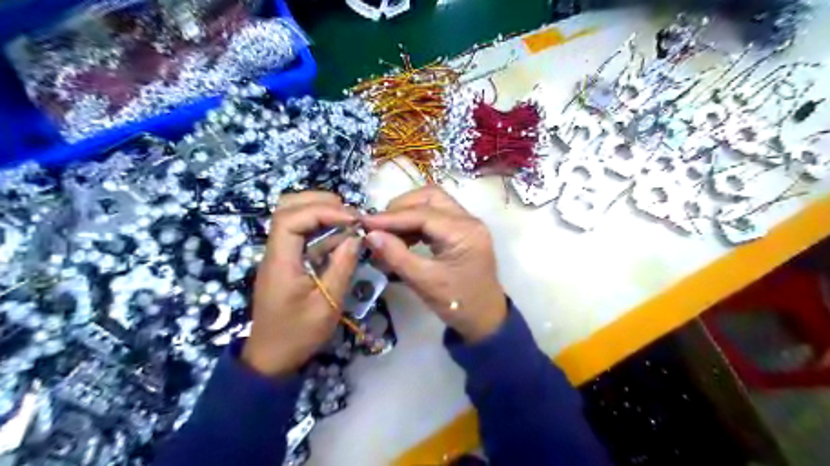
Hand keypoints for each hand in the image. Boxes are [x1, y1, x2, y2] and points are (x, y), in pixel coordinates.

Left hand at [239, 190, 357, 376]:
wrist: (272, 358)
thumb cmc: (298, 334)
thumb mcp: (327, 303)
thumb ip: (342, 267)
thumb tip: (356, 237)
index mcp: (280, 261)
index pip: (291, 218)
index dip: (322, 211)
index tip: (352, 220)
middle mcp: (275, 251)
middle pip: (286, 208)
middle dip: (319, 202)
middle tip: (349, 212)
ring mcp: (279, 255)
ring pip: (292, 217)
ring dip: (320, 212)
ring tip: (349, 220)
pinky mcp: (287, 262)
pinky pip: (301, 234)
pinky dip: (322, 228)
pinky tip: (341, 236)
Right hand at [362, 184, 505, 340]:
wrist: (485, 319)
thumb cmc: (458, 304)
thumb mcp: (424, 282)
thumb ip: (396, 256)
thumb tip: (370, 235)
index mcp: (464, 232)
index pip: (423, 214)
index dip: (391, 217)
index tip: (364, 223)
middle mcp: (468, 220)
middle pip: (430, 197)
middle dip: (401, 208)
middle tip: (379, 226)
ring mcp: (466, 223)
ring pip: (432, 203)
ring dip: (407, 213)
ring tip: (388, 234)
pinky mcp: (461, 230)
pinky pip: (435, 216)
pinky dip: (416, 223)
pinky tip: (403, 238)